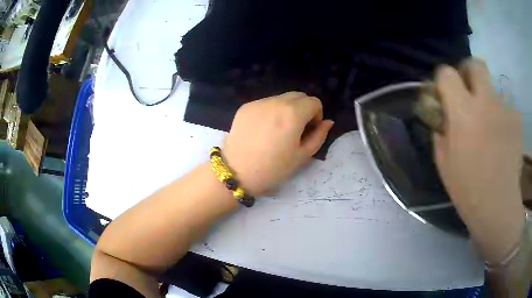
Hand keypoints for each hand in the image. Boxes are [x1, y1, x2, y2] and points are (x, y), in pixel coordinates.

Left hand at [223, 92, 333, 195]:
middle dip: (303, 109)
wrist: (236, 173)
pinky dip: (271, 111)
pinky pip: (265, 103)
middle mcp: (276, 101)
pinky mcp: (245, 107)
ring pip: (281, 98)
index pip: (314, 101)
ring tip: (278, 130)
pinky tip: (263, 130)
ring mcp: (258, 103)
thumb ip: (319, 136)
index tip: (309, 130)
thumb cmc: (273, 169)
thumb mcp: (302, 156)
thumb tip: (328, 122)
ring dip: (287, 109)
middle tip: (296, 129)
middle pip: (298, 95)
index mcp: (293, 113)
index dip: (316, 115)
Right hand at [433, 58, 524, 262]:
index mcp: (463, 112)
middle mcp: (485, 102)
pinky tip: (499, 130)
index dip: (442, 79)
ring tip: (486, 116)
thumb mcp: (443, 162)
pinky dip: (500, 109)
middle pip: (475, 64)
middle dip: (468, 72)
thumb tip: (441, 114)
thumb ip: (440, 130)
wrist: (497, 206)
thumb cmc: (467, 188)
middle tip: (467, 91)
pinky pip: (505, 103)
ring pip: (493, 83)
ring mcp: (504, 109)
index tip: (444, 93)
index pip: (446, 73)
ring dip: (486, 93)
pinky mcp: (515, 119)